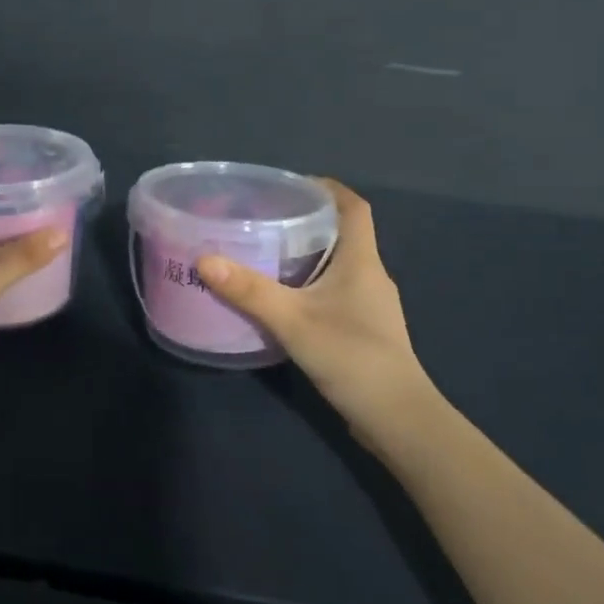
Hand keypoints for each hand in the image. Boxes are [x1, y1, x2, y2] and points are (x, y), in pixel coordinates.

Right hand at [197, 179, 437, 440]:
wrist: (398, 419)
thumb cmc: (352, 357)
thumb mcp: (294, 321)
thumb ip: (250, 291)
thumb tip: (205, 259)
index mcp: (361, 261)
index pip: (353, 207)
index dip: (327, 189)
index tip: (292, 185)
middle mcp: (370, 275)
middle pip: (343, 233)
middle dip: (307, 221)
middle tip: (265, 219)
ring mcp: (371, 305)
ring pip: (338, 264)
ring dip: (307, 254)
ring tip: (266, 255)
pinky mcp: (365, 329)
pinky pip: (336, 291)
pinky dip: (311, 284)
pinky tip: (285, 300)